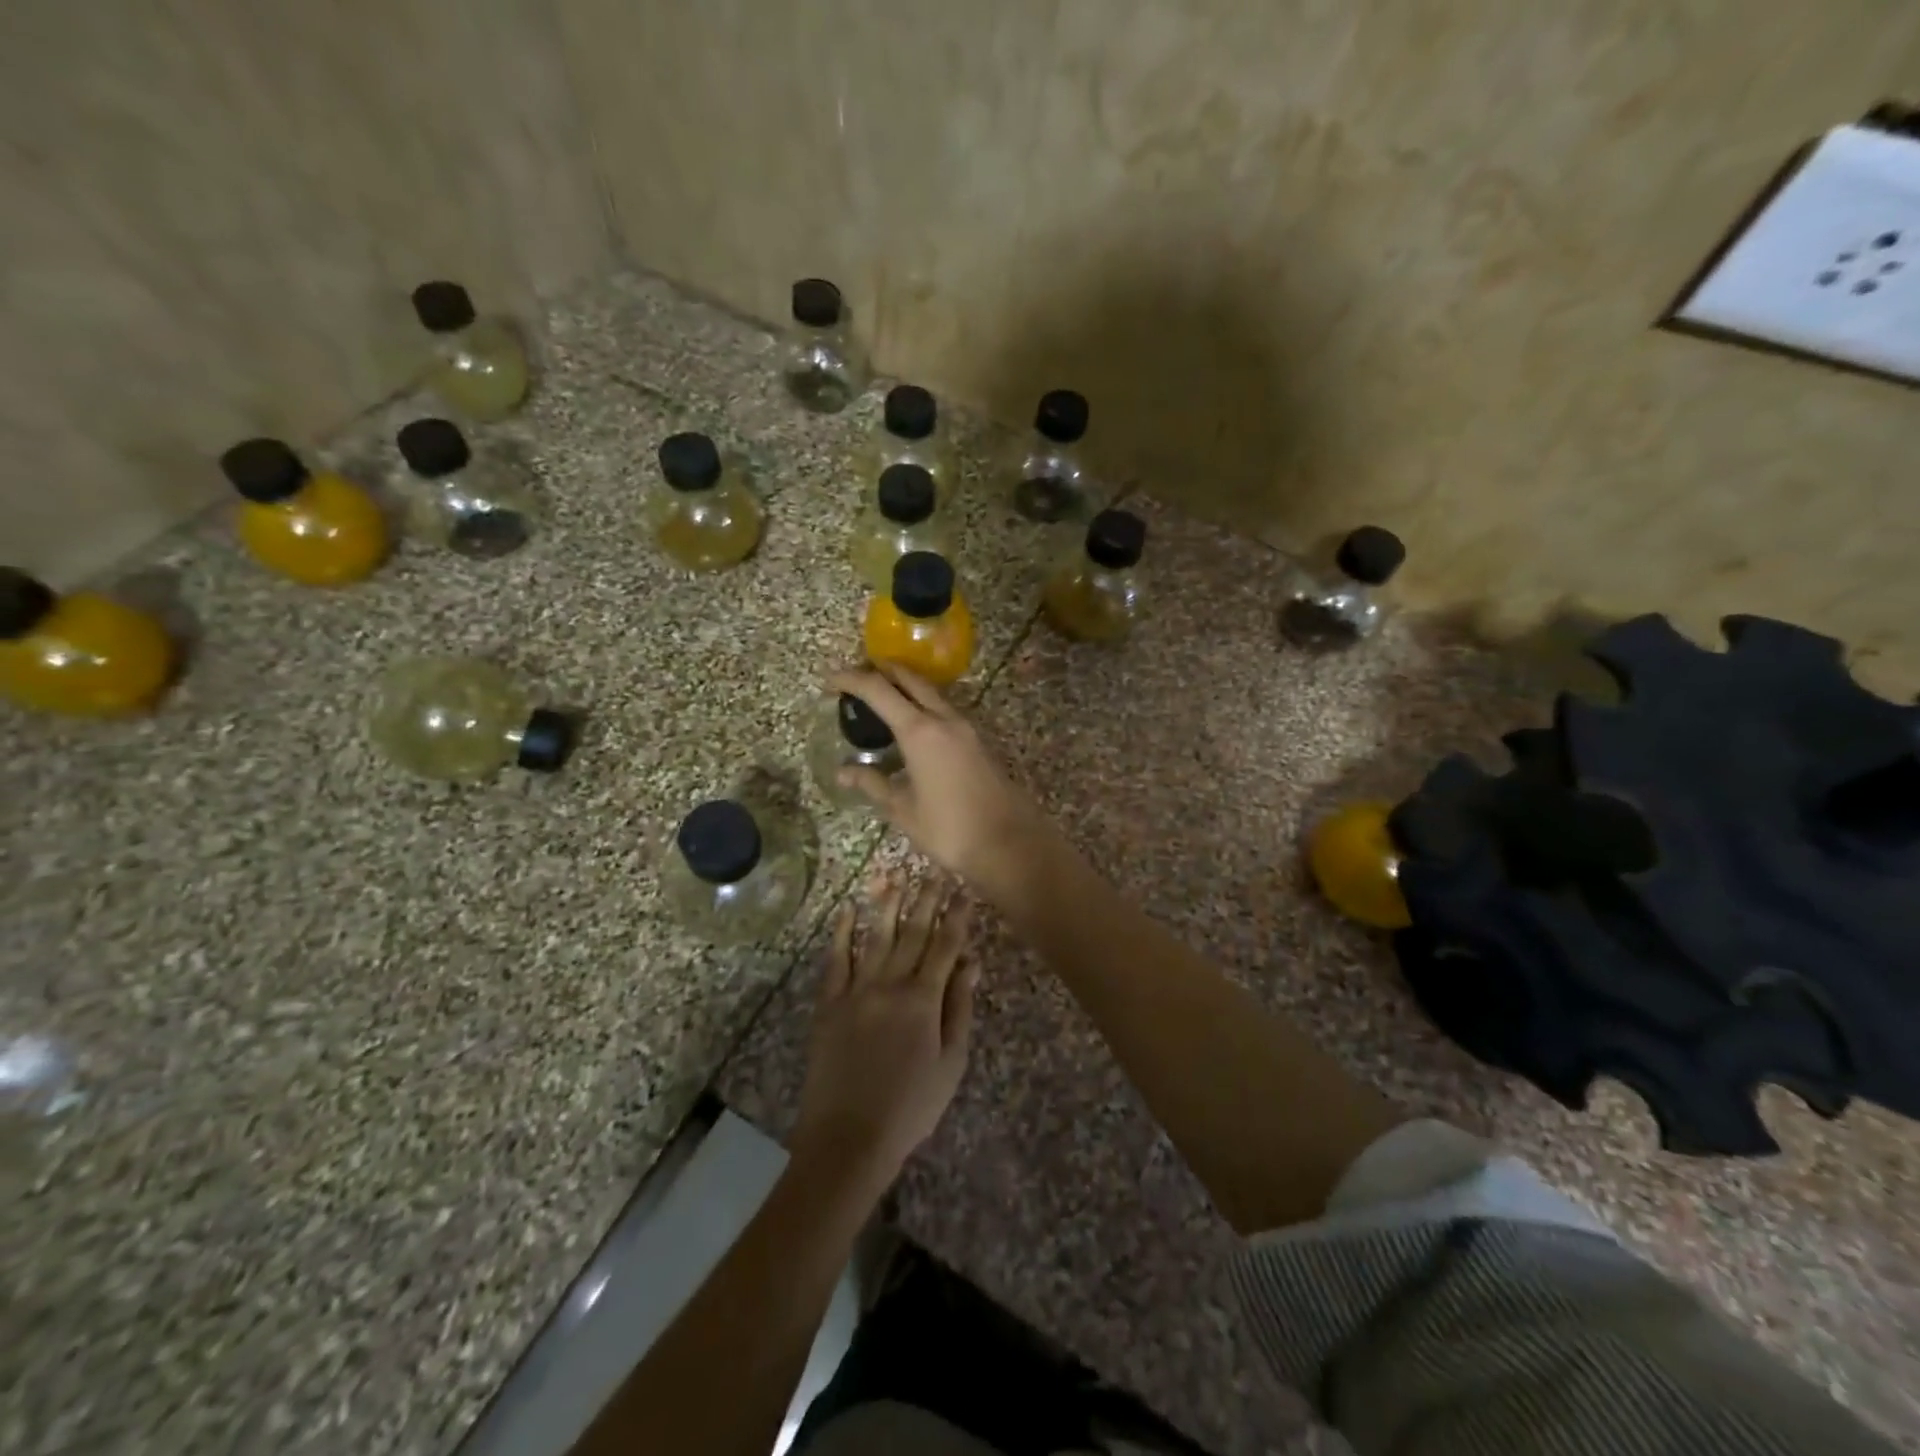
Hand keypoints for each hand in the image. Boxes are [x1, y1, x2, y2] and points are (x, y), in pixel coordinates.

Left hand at [792, 878, 977, 1186]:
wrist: (848, 1137)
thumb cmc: (910, 1107)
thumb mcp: (950, 1063)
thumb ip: (959, 1009)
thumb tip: (971, 964)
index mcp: (923, 999)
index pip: (945, 946)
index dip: (956, 917)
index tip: (964, 891)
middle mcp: (890, 984)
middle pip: (912, 932)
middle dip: (925, 899)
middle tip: (934, 870)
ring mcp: (856, 990)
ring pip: (875, 936)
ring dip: (886, 902)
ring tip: (894, 872)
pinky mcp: (829, 1003)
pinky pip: (836, 959)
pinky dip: (842, 932)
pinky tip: (847, 909)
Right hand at [827, 665, 1057, 899]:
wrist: (1009, 843)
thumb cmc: (950, 829)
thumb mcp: (903, 809)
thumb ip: (873, 784)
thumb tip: (844, 772)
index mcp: (920, 731)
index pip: (878, 690)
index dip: (850, 679)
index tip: (829, 682)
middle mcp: (945, 719)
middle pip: (910, 679)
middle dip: (881, 671)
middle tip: (856, 680)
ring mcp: (966, 728)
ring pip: (931, 693)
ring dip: (905, 687)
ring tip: (881, 700)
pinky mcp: (978, 741)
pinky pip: (945, 710)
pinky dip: (923, 706)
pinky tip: (912, 728)